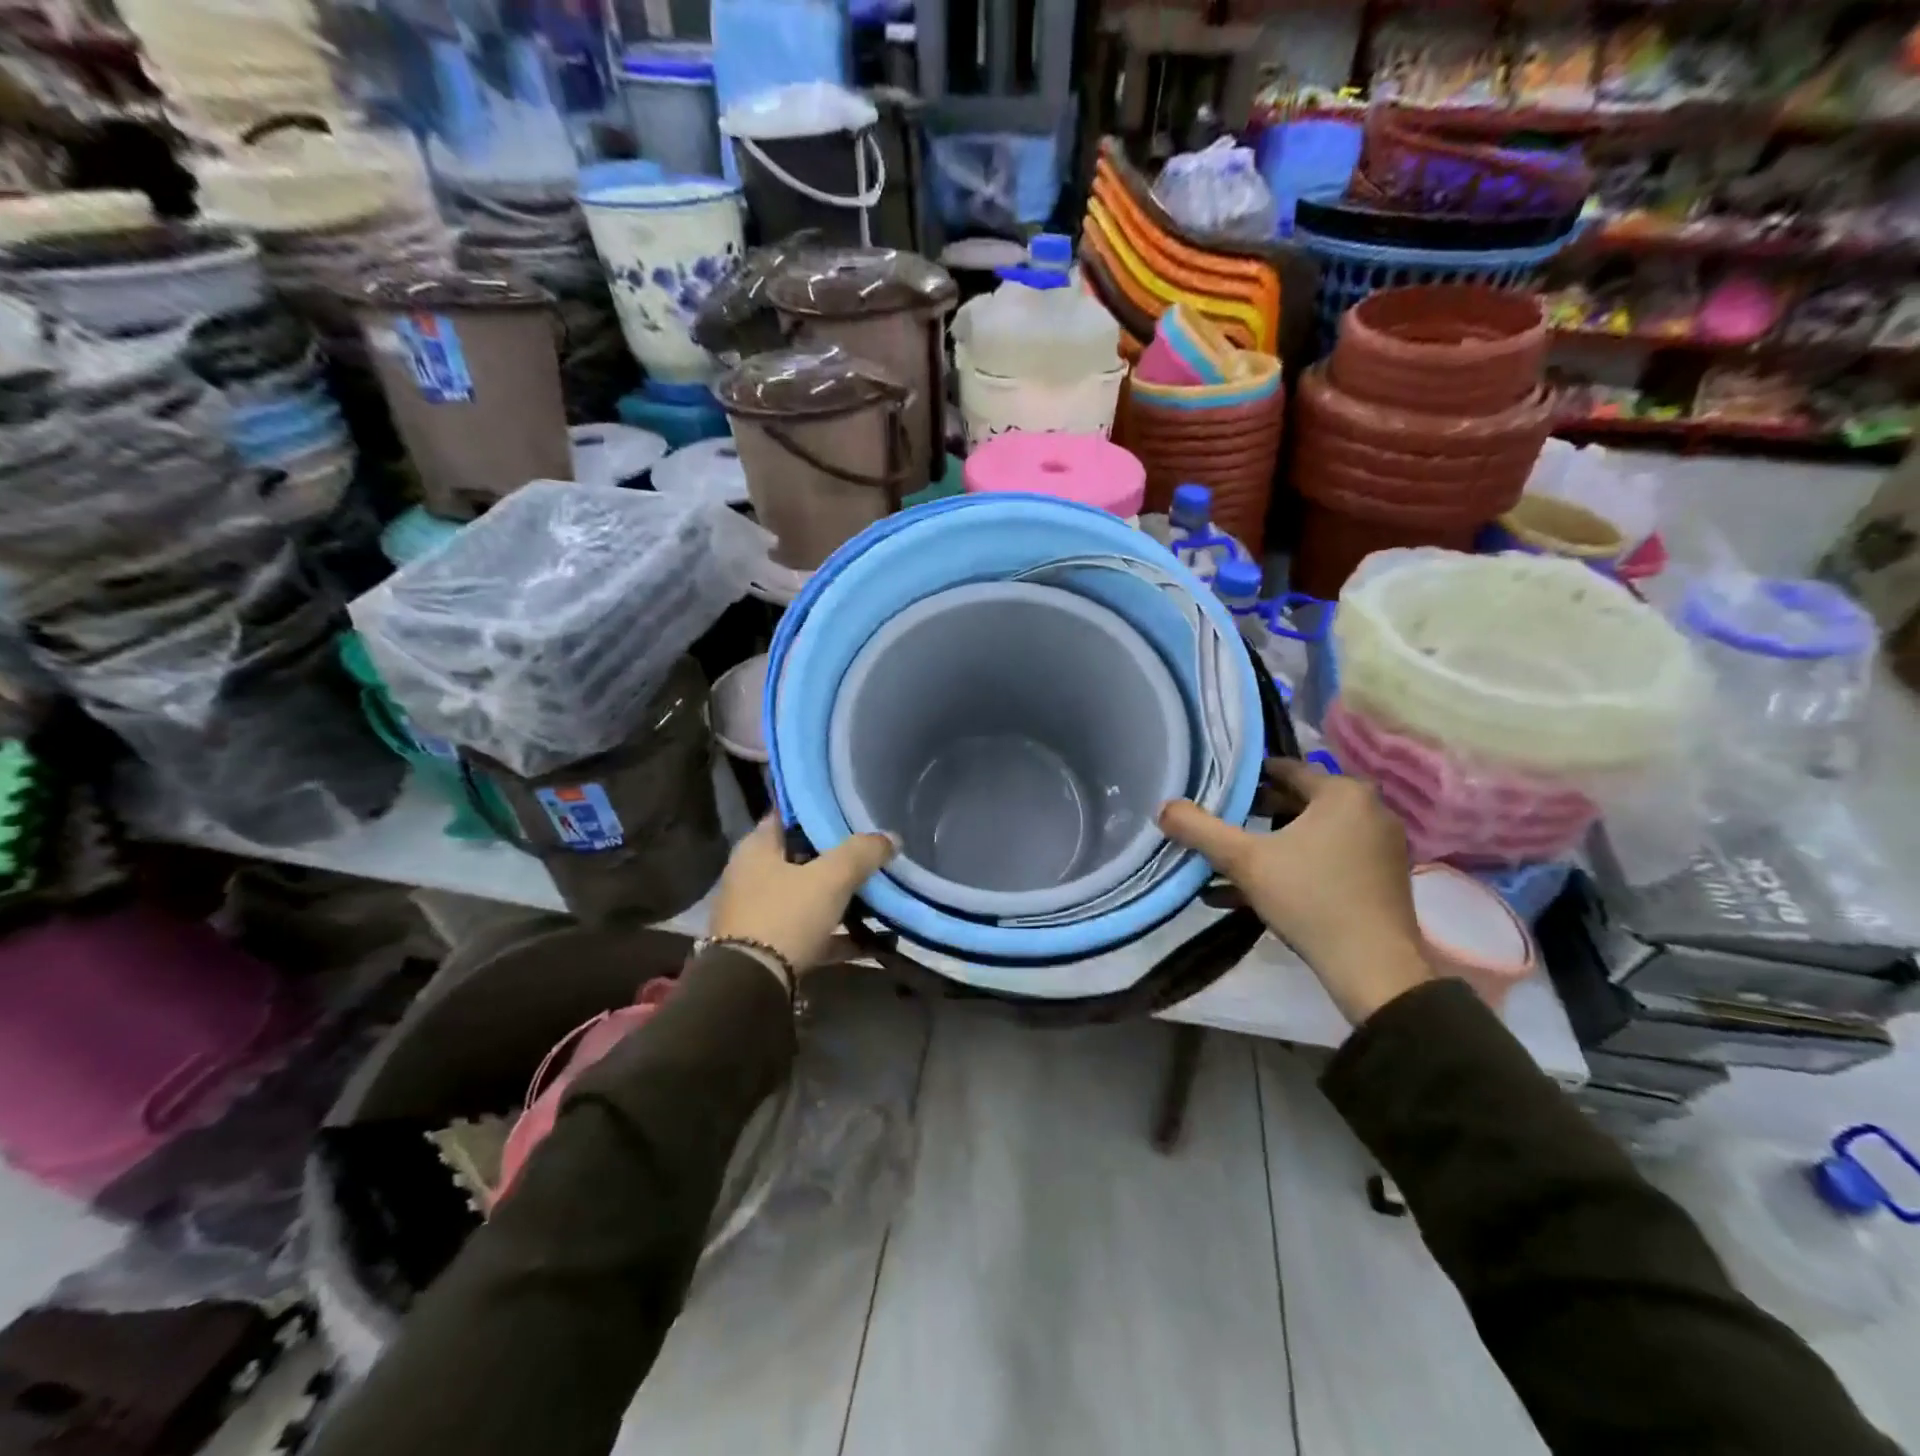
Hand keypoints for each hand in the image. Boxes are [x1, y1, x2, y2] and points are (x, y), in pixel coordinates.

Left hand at [708, 818, 897, 974]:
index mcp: (756, 849)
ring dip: (843, 899)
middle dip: (840, 858)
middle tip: (875, 853)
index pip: (789, 816)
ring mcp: (761, 915)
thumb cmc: (786, 915)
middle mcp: (753, 877)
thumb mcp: (831, 877)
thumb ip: (862, 852)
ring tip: (882, 895)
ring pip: (809, 897)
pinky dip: (842, 936)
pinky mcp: (772, 948)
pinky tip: (878, 940)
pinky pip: (814, 933)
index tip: (853, 811)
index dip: (821, 811)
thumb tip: (891, 837)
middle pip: (803, 858)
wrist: (751, 986)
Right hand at [1159, 761, 1433, 1023]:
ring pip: (1311, 835)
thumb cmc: (1309, 898)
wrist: (1373, 969)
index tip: (1217, 789)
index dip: (1247, 778)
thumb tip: (1163, 807)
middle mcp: (1369, 811)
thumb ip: (1200, 829)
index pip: (1286, 769)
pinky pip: (1328, 860)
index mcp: (1343, 793)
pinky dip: (1294, 868)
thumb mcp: (1244, 860)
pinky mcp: (1382, 879)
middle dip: (1255, 814)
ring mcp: (1380, 847)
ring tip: (1229, 862)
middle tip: (1220, 824)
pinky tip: (1251, 893)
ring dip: (1270, 846)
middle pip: (1298, 803)